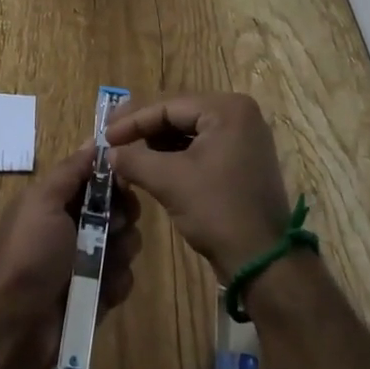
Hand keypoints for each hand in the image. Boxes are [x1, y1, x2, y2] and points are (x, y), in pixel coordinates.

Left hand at [0, 146, 140, 368]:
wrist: (16, 323)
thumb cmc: (30, 253)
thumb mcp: (44, 201)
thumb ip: (71, 170)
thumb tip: (93, 141)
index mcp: (58, 201)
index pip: (97, 178)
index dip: (114, 177)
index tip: (125, 181)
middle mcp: (74, 227)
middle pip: (117, 209)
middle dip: (123, 215)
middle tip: (114, 227)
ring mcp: (87, 262)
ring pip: (125, 244)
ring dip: (121, 251)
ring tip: (104, 264)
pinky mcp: (98, 294)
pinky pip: (123, 279)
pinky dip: (116, 283)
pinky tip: (103, 290)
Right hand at [106, 93, 290, 281]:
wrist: (264, 262)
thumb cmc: (217, 211)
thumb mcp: (169, 181)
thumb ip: (135, 160)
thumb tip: (109, 152)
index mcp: (227, 109)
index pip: (169, 106)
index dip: (133, 121)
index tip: (105, 136)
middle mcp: (239, 114)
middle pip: (179, 116)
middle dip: (145, 131)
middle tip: (113, 141)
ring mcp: (244, 138)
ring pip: (189, 133)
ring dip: (158, 145)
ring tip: (128, 155)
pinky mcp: (242, 161)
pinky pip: (202, 148)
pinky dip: (177, 157)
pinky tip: (152, 167)